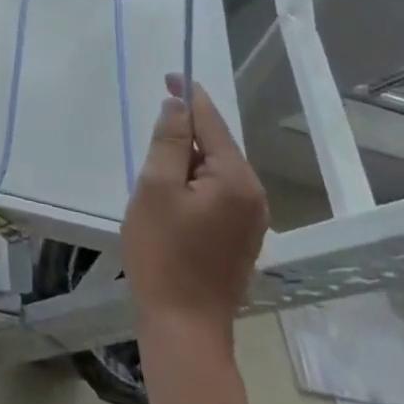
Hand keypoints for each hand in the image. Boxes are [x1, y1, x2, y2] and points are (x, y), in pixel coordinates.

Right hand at [121, 78, 268, 345]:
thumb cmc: (163, 253)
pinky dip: (194, 184)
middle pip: (215, 145)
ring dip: (186, 161)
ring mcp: (252, 219)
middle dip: (184, 134)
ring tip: (154, 173)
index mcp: (236, 179)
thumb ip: (167, 141)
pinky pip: (217, 193)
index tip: (169, 76)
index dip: (188, 95)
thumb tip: (177, 107)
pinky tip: (171, 198)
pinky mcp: (242, 238)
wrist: (185, 326)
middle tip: (149, 137)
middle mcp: (253, 194)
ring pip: (215, 170)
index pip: (210, 122)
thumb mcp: (155, 188)